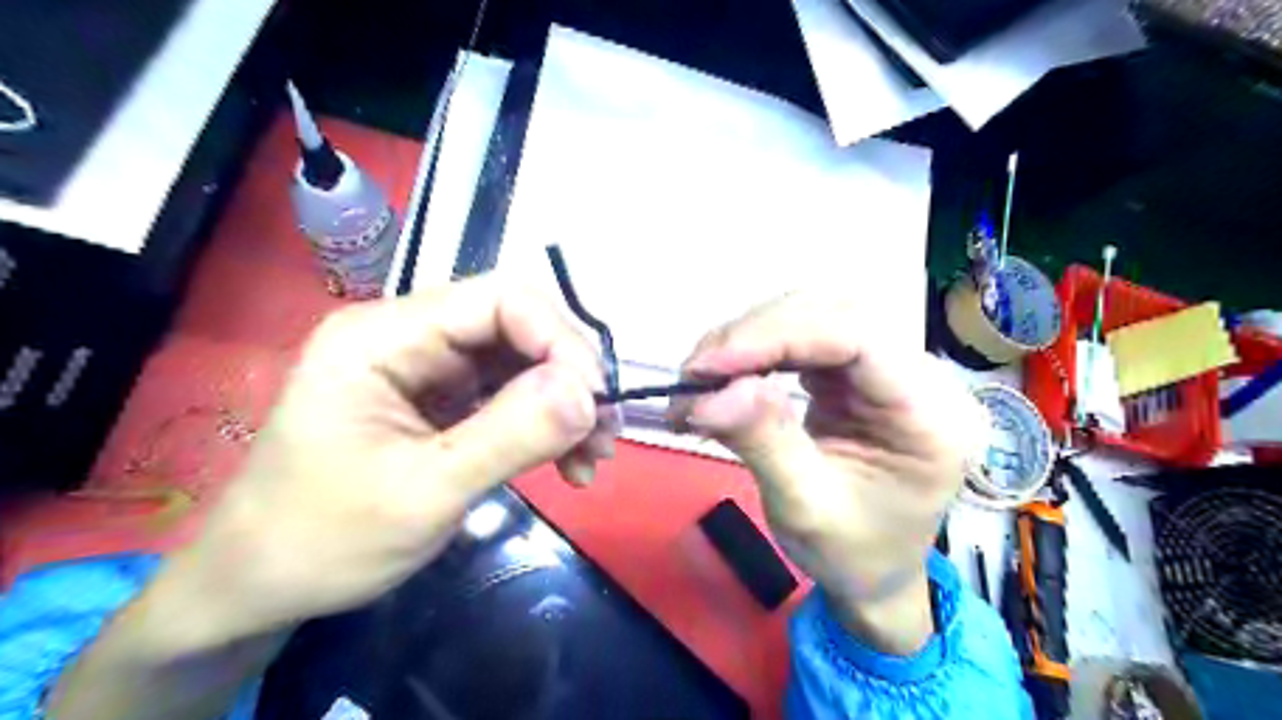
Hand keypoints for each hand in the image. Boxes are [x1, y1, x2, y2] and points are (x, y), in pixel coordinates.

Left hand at [167, 279, 617, 642]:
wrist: (262, 584)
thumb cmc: (324, 539)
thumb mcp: (422, 493)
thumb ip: (509, 436)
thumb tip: (588, 394)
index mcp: (385, 336)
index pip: (500, 299)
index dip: (560, 340)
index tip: (595, 403)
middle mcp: (410, 335)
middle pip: (519, 325)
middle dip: (571, 376)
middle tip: (604, 433)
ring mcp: (428, 366)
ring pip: (523, 360)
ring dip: (567, 404)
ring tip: (593, 457)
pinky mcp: (443, 398)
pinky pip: (512, 393)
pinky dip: (548, 424)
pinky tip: (569, 462)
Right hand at [673, 289, 982, 653]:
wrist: (876, 574)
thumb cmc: (852, 554)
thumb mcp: (804, 510)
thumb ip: (763, 442)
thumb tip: (709, 393)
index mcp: (931, 417)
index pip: (858, 337)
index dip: (777, 336)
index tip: (707, 365)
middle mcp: (922, 377)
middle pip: (834, 313)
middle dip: (755, 334)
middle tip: (695, 373)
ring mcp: (891, 367)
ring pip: (815, 315)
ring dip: (749, 337)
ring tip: (701, 376)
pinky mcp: (859, 371)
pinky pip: (804, 337)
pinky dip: (756, 349)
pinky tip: (727, 373)